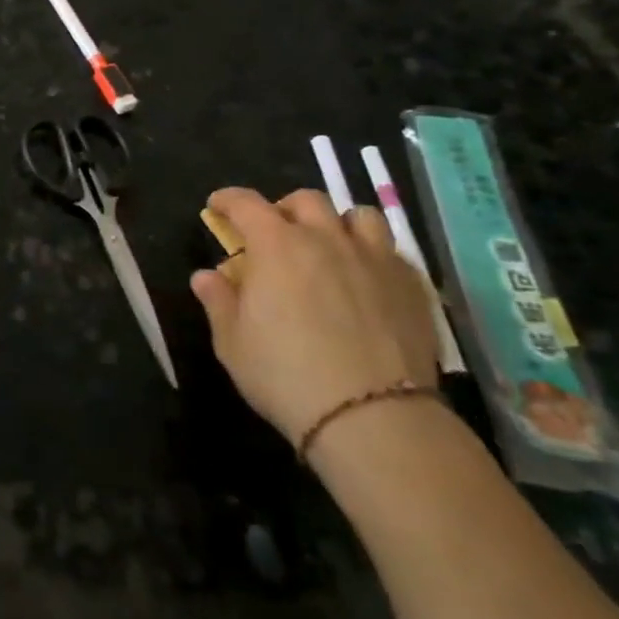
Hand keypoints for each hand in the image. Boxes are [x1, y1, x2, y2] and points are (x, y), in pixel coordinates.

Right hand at [190, 189, 438, 451]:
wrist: (374, 418)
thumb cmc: (286, 375)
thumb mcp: (233, 343)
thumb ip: (218, 302)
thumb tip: (206, 276)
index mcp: (276, 245)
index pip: (246, 203)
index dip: (228, 200)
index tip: (217, 207)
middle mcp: (326, 239)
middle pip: (306, 200)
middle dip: (285, 210)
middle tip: (275, 235)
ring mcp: (375, 259)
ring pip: (359, 216)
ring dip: (338, 225)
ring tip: (330, 248)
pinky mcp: (412, 287)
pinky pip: (393, 253)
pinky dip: (374, 256)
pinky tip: (367, 281)